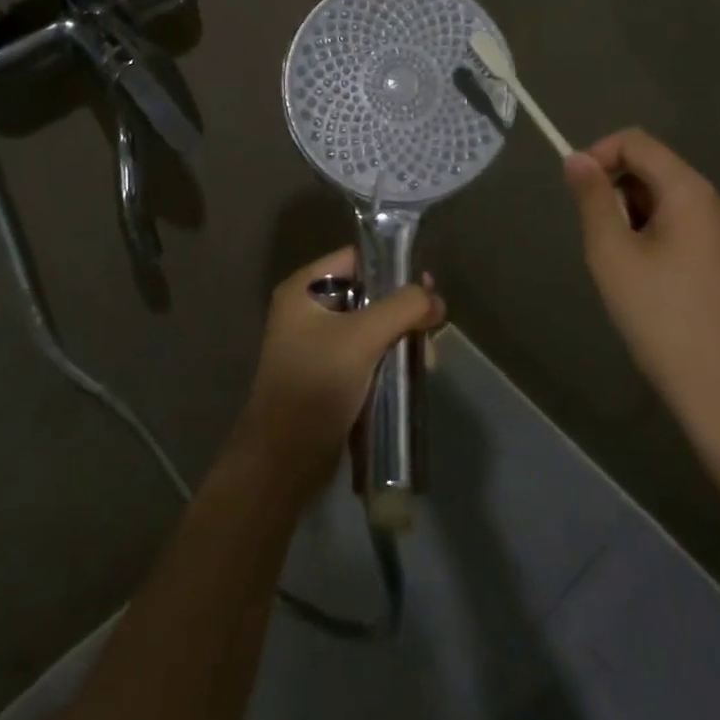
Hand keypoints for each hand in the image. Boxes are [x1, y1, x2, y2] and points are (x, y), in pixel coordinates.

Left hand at [231, 247, 445, 501]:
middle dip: (401, 309)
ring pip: (369, 326)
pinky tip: (410, 374)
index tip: (427, 284)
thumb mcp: (363, 337)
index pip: (355, 259)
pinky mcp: (327, 375)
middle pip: (366, 293)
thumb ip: (403, 308)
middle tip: (431, 327)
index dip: (392, 266)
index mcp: (303, 289)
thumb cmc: (317, 385)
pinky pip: (364, 354)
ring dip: (398, 337)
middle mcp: (306, 310)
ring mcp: (315, 344)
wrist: (284, 460)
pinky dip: (387, 359)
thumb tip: (435, 299)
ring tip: (424, 359)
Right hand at [564, 129, 719, 438]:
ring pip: (667, 200)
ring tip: (621, 265)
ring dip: (633, 216)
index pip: (637, 142)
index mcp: (691, 191)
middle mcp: (716, 202)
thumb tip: (576, 158)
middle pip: (654, 168)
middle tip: (598, 239)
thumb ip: (592, 199)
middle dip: (616, 190)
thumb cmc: (661, 316)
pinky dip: (655, 235)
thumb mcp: (612, 253)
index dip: (599, 155)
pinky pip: (684, 226)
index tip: (576, 192)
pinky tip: (647, 281)